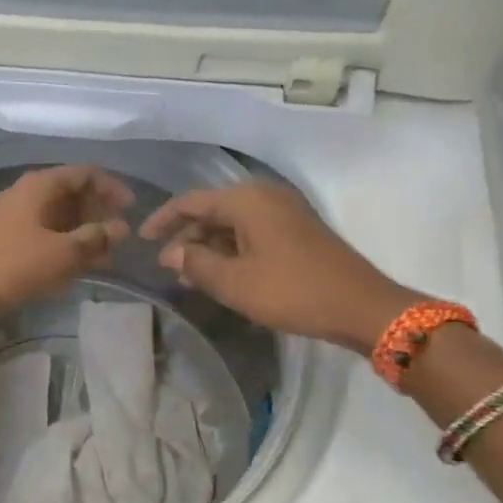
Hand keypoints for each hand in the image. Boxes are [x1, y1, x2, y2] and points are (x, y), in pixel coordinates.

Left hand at [0, 166, 134, 322]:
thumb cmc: (15, 266)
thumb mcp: (63, 253)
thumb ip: (95, 238)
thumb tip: (120, 228)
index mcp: (39, 185)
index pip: (84, 173)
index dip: (111, 187)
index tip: (131, 208)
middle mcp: (25, 192)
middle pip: (70, 192)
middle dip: (98, 210)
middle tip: (119, 233)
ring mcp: (12, 215)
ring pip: (57, 214)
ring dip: (82, 229)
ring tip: (105, 252)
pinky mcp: (4, 237)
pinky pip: (43, 231)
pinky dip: (64, 241)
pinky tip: (77, 262)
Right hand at [139, 182, 418, 351]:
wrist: (361, 307)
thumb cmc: (292, 291)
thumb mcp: (235, 283)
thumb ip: (196, 264)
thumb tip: (170, 253)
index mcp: (247, 200)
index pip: (191, 202)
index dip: (163, 219)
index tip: (142, 239)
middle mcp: (265, 196)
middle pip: (213, 210)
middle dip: (187, 237)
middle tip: (168, 267)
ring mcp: (285, 212)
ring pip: (233, 223)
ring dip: (210, 247)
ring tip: (191, 276)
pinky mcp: (297, 230)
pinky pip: (252, 232)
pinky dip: (232, 250)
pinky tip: (223, 274)